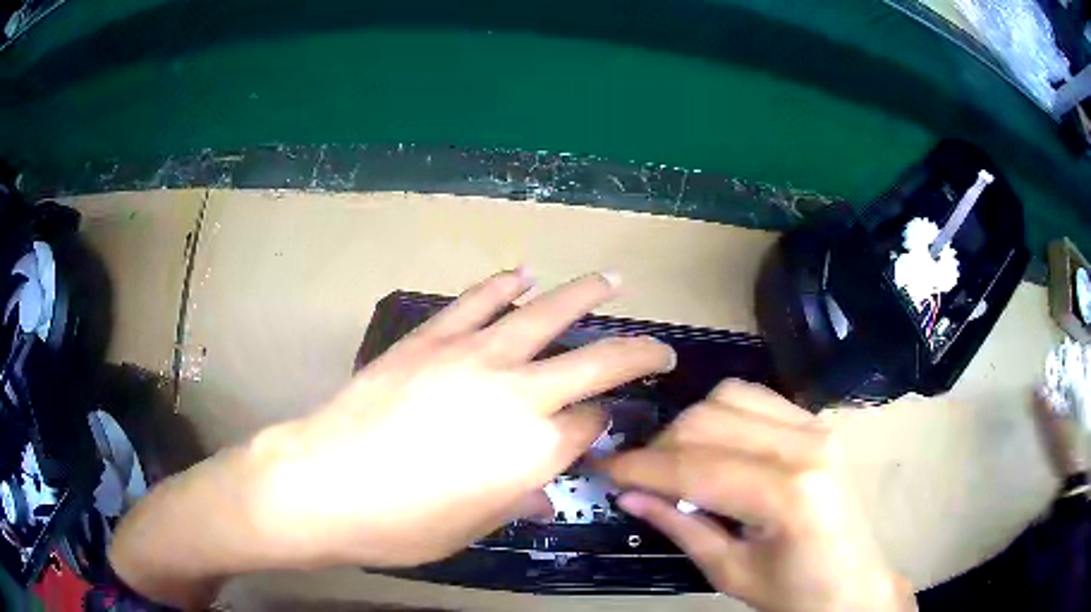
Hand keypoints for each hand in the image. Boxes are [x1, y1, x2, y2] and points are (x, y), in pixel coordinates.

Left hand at [225, 270, 675, 568]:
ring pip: (545, 314)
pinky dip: (504, 284)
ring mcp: (474, 357)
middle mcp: (519, 396)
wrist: (324, 484)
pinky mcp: (432, 338)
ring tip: (611, 281)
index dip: (600, 427)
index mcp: (535, 452)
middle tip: (660, 350)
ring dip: (585, 295)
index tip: (599, 428)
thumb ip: (518, 499)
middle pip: (596, 363)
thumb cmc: (402, 525)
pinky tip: (523, 273)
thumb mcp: (472, 526)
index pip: (590, 426)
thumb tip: (545, 491)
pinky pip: (478, 301)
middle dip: (638, 354)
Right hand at [604, 381, 913, 611]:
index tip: (604, 469)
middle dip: (661, 447)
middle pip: (708, 420)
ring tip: (677, 463)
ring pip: (728, 396)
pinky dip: (722, 415)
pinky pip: (755, 398)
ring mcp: (817, 426)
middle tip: (639, 476)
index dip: (641, 468)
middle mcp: (806, 445)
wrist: (853, 583)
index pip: (697, 467)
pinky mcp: (819, 422)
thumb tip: (627, 495)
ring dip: (690, 426)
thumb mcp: (730, 573)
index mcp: (788, 496)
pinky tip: (716, 447)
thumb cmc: (794, 592)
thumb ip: (680, 527)